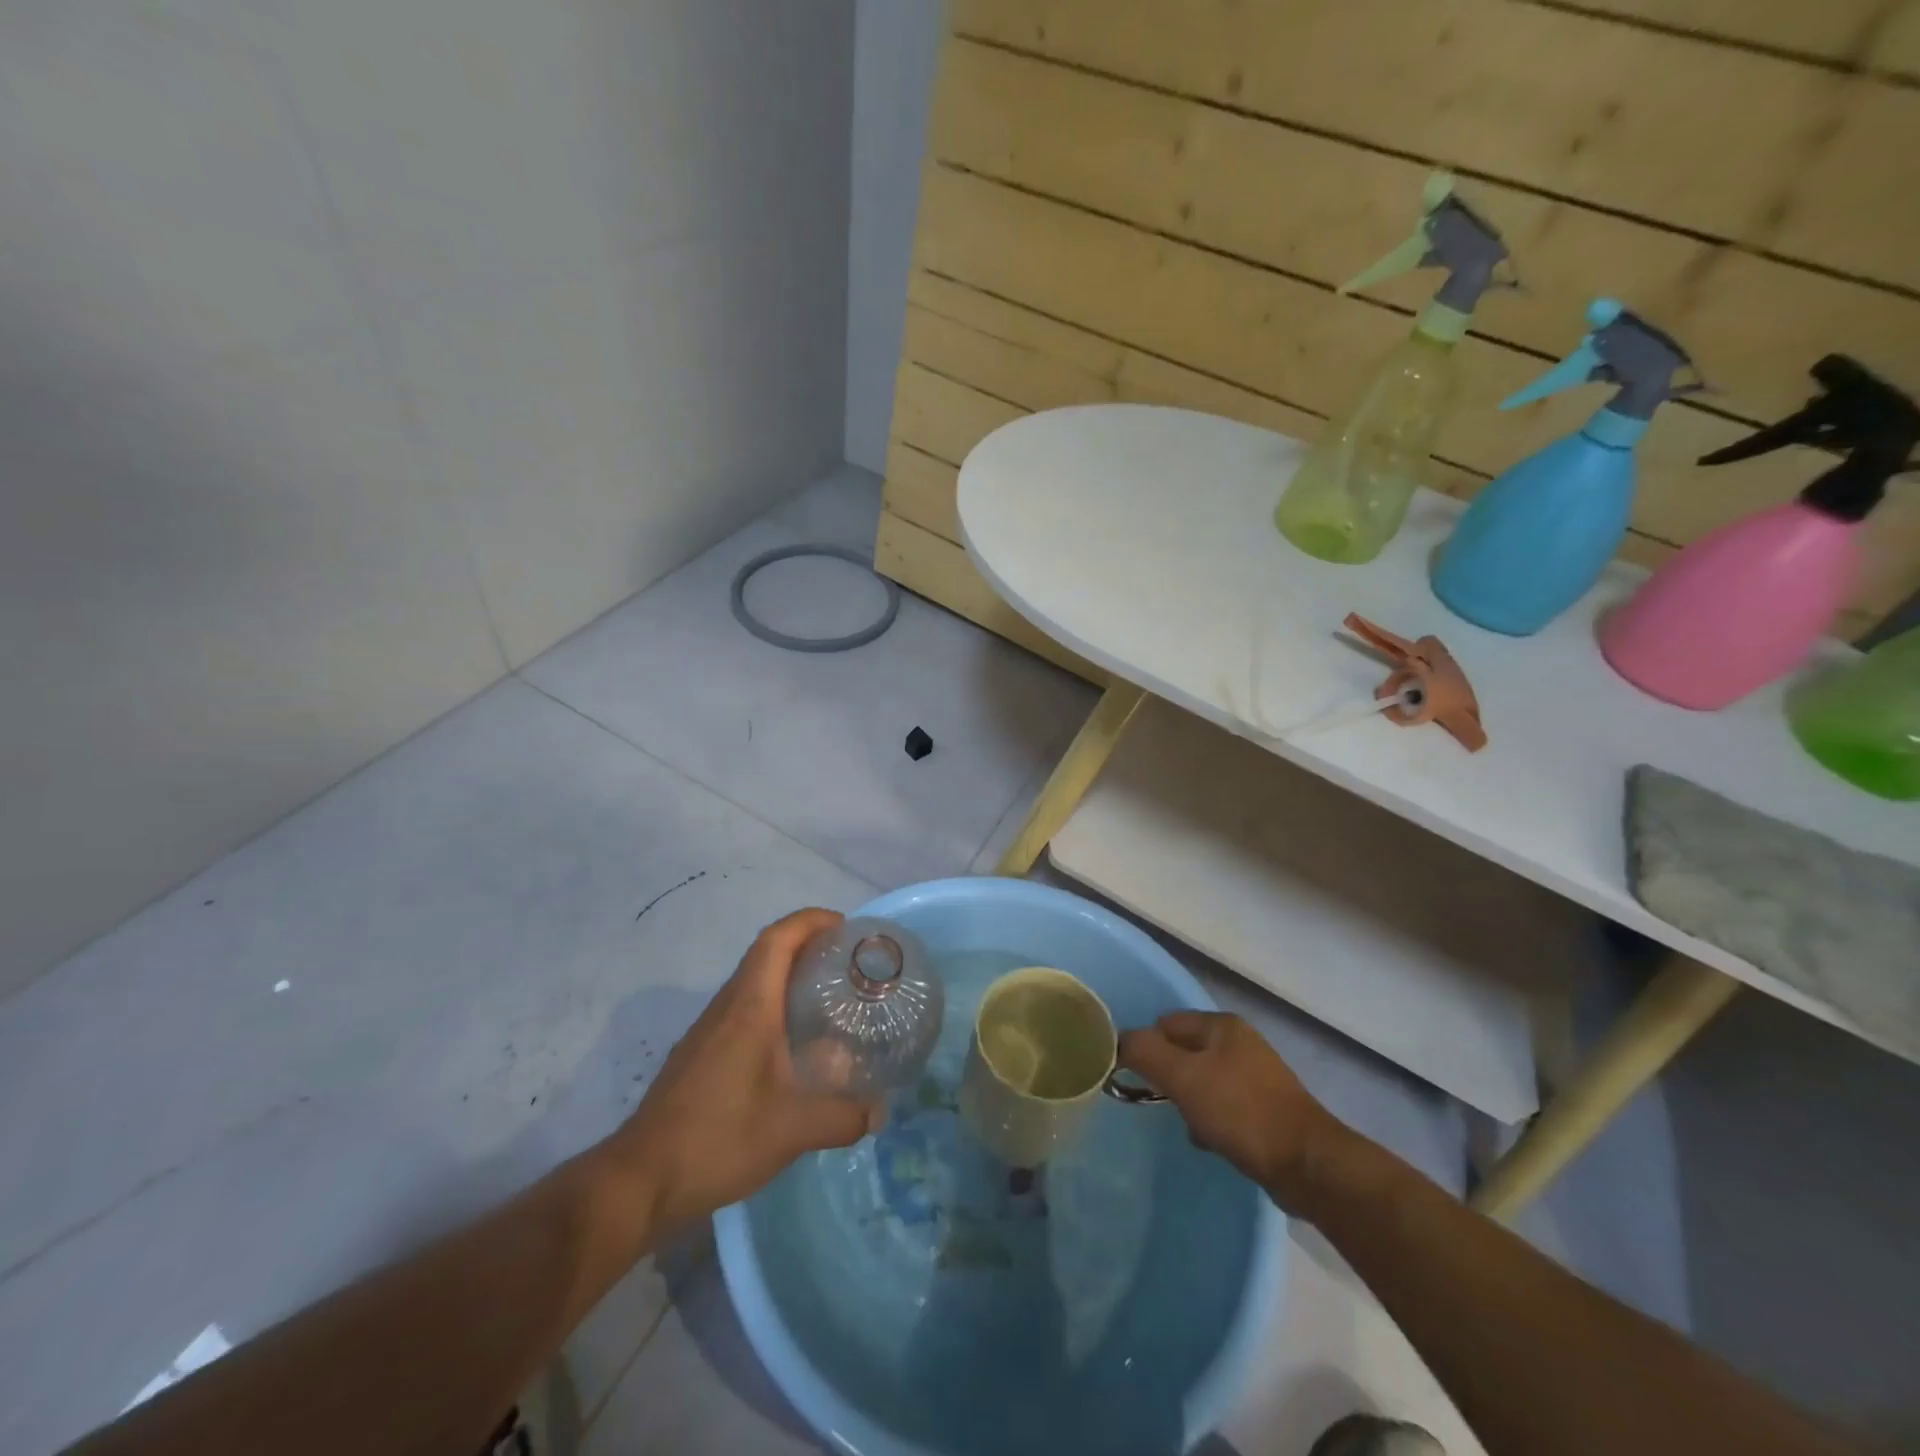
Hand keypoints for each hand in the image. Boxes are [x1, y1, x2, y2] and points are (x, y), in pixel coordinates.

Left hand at [609, 909, 882, 1236]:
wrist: (641, 1180)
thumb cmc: (719, 1138)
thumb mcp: (793, 1130)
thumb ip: (843, 1117)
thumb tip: (880, 1111)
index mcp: (750, 1006)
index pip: (778, 939)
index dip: (811, 920)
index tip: (846, 927)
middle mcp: (727, 1007)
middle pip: (767, 955)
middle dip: (808, 946)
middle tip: (848, 965)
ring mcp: (708, 1031)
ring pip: (753, 984)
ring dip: (789, 978)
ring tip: (829, 1001)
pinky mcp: (699, 1055)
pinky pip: (742, 1012)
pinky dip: (773, 1009)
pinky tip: (792, 1047)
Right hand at [1118, 1011, 1340, 1208]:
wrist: (1307, 1165)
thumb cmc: (1240, 1112)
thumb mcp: (1183, 1077)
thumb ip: (1145, 1052)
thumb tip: (1118, 1041)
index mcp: (1221, 1025)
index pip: (1165, 1024)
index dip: (1147, 1048)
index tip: (1139, 1079)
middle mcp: (1239, 1042)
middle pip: (1183, 1053)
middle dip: (1170, 1080)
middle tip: (1166, 1104)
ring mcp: (1255, 1075)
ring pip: (1201, 1081)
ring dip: (1190, 1103)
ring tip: (1193, 1127)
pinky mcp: (1264, 1107)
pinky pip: (1222, 1105)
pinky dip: (1211, 1120)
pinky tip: (1212, 1141)